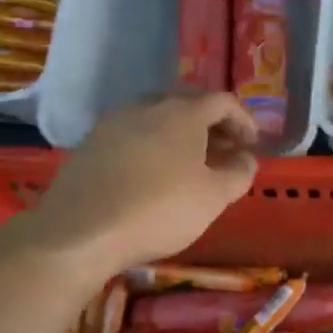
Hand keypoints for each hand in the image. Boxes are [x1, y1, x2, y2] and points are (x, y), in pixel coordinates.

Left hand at [30, 93, 259, 272]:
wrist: (80, 231)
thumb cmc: (159, 210)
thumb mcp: (213, 198)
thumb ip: (238, 173)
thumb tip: (247, 158)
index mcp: (182, 112)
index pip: (222, 101)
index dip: (243, 120)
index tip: (252, 144)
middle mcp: (146, 106)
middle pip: (187, 106)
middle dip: (210, 127)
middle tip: (223, 153)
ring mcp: (113, 123)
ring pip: (156, 120)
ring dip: (178, 137)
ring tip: (188, 166)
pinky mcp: (89, 144)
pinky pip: (131, 137)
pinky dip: (150, 148)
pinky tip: (150, 177)